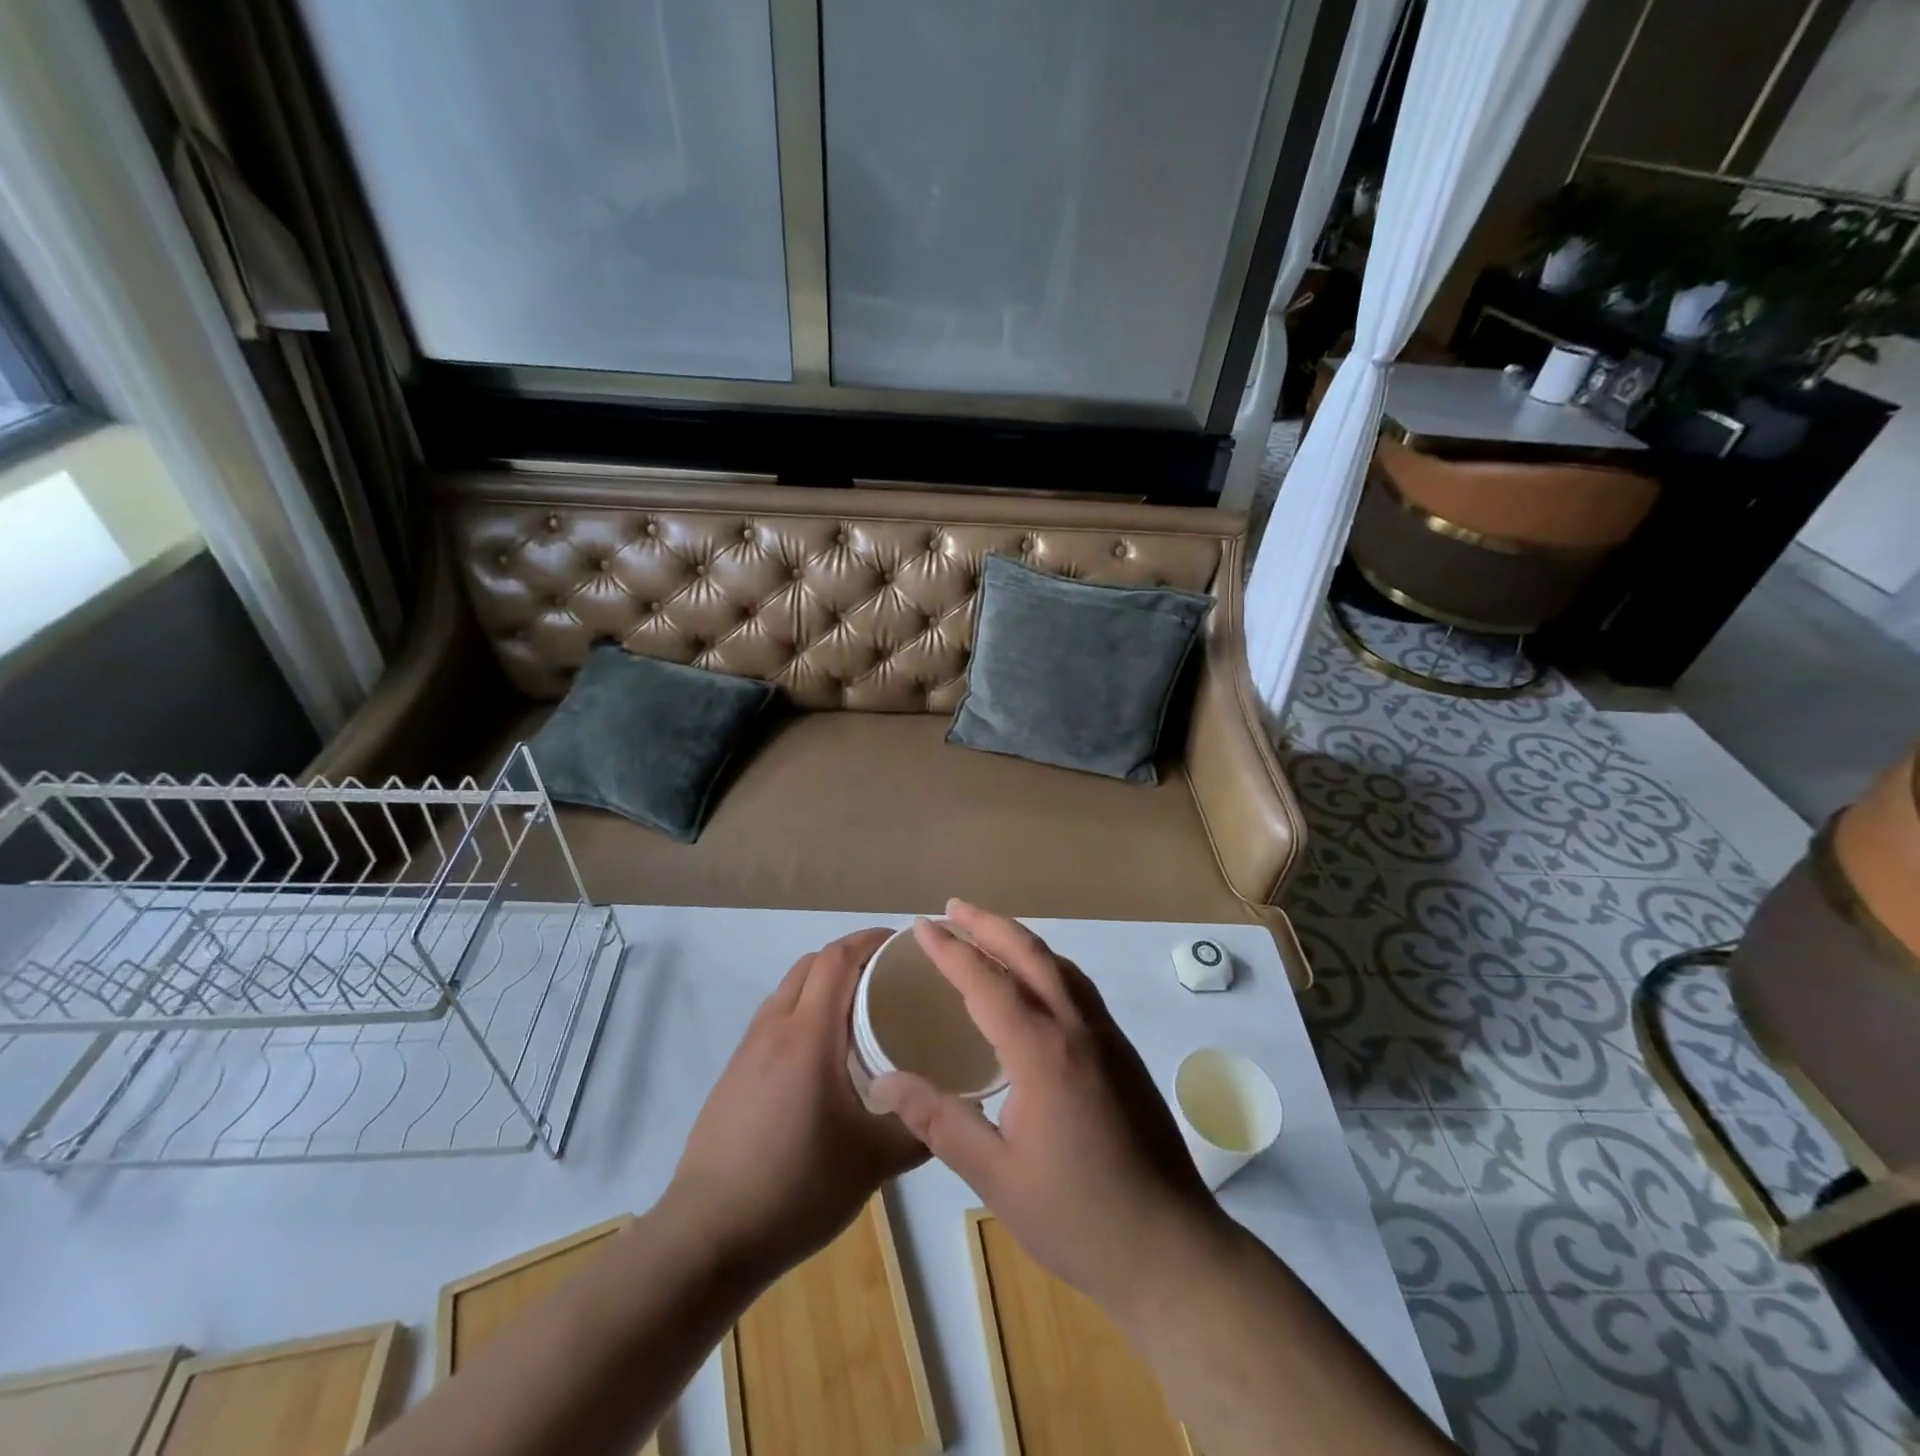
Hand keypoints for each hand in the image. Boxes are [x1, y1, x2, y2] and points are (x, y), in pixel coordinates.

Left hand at [668, 928, 927, 1280]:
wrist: (707, 1237)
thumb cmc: (796, 1187)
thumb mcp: (874, 1162)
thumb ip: (920, 1130)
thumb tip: (955, 1112)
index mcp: (808, 1034)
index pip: (836, 959)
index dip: (868, 940)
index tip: (901, 943)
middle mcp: (774, 1028)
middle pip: (811, 964)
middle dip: (849, 956)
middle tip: (888, 975)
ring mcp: (747, 1050)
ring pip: (788, 989)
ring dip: (822, 982)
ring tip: (859, 1009)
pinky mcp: (733, 1074)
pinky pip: (773, 1018)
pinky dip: (802, 1010)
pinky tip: (822, 1055)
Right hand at [871, 901, 1222, 1313]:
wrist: (1172, 1249)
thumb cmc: (1078, 1217)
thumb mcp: (996, 1175)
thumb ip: (939, 1121)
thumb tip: (884, 1081)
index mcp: (1043, 1052)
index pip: (987, 982)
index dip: (951, 951)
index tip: (921, 927)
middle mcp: (1078, 1028)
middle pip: (1029, 954)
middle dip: (987, 925)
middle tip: (951, 909)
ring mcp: (1107, 1036)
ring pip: (1059, 966)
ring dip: (1020, 940)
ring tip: (987, 934)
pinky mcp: (1123, 1052)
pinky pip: (1078, 987)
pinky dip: (1046, 966)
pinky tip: (1035, 984)